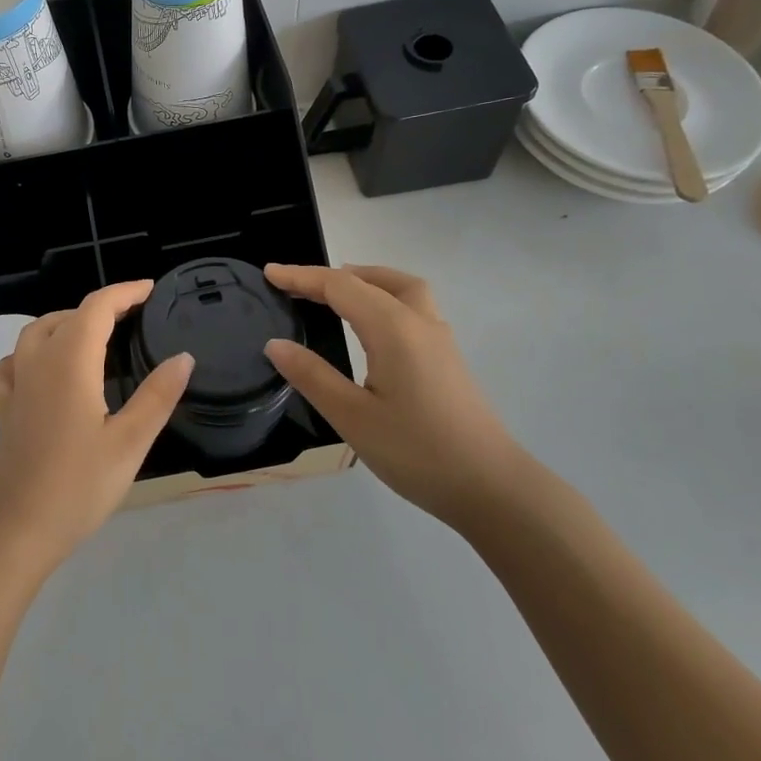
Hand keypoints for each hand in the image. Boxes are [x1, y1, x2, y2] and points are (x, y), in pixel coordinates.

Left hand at [0, 281, 193, 574]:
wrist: (13, 530)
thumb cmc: (77, 486)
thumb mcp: (129, 443)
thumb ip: (157, 396)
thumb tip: (183, 357)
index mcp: (70, 363)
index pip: (96, 308)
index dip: (124, 293)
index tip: (150, 290)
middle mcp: (38, 364)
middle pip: (65, 316)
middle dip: (99, 308)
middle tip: (132, 318)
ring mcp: (16, 387)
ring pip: (35, 334)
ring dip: (64, 323)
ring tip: (91, 336)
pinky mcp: (4, 412)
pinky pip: (10, 366)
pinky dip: (28, 354)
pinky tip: (39, 369)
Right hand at [262, 264, 521, 528]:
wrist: (491, 487)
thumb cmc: (417, 452)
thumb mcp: (352, 417)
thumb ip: (311, 376)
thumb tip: (275, 344)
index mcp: (393, 328)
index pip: (340, 286)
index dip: (301, 277)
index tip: (269, 273)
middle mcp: (419, 322)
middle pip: (372, 279)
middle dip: (331, 276)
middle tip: (296, 287)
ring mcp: (439, 338)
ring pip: (401, 288)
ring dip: (365, 280)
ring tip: (334, 294)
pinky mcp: (448, 357)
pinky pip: (412, 306)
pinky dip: (383, 297)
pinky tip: (371, 326)